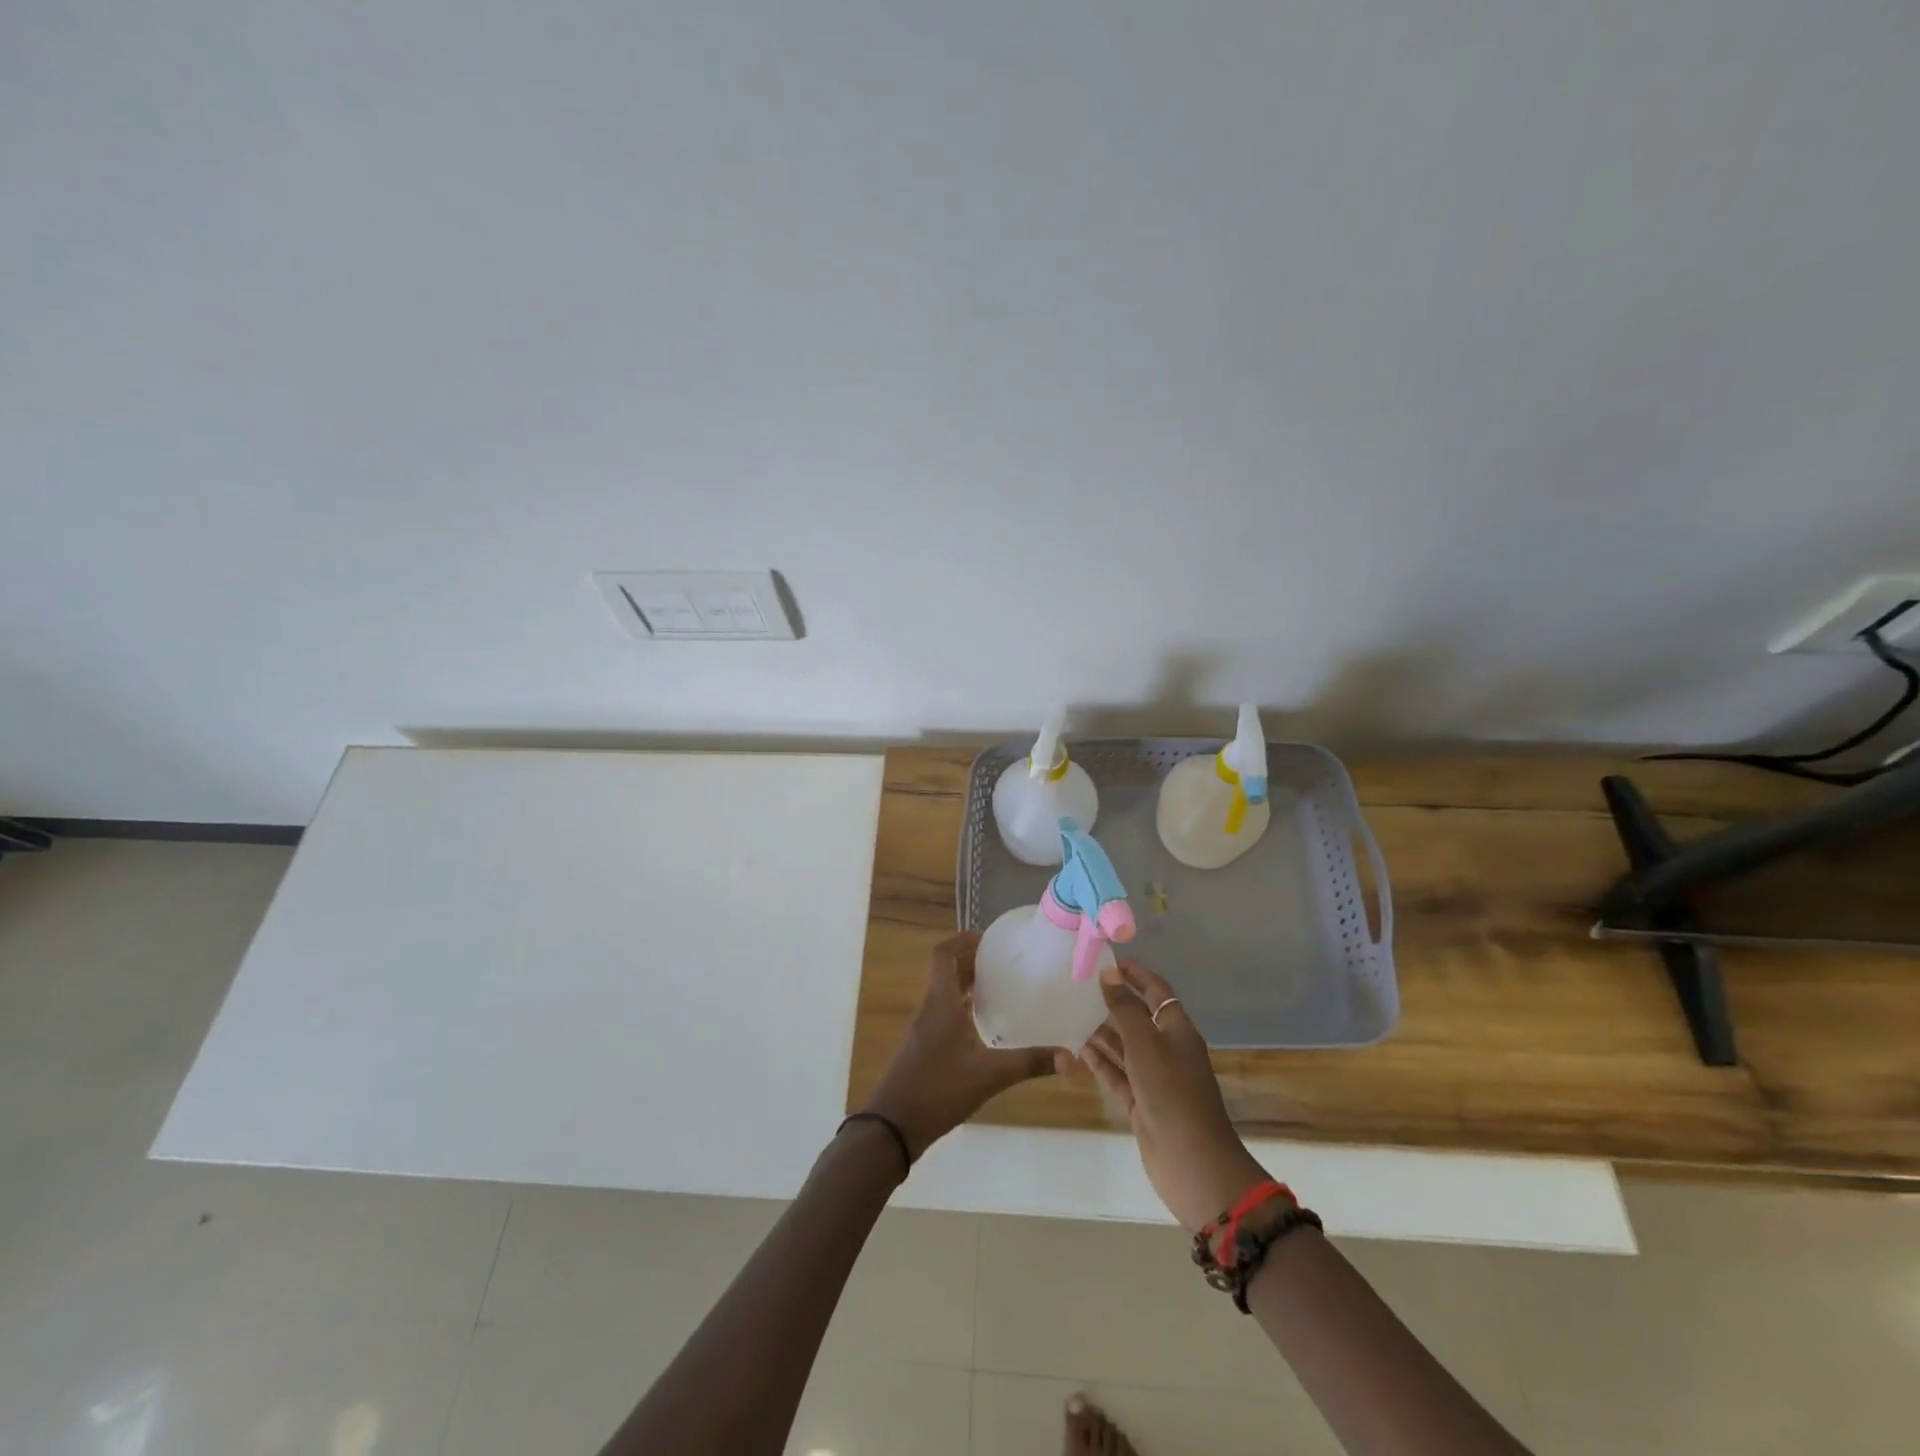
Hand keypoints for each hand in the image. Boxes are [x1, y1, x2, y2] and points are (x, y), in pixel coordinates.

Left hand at [861, 933, 1072, 1160]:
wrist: (892, 1126)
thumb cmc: (938, 1090)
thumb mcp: (989, 1076)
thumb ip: (1029, 1063)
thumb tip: (1071, 1058)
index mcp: (941, 1002)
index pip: (943, 954)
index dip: (963, 940)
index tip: (989, 939)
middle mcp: (930, 1008)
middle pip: (945, 970)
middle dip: (971, 960)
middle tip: (1003, 960)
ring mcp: (923, 1028)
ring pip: (944, 992)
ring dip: (966, 983)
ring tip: (998, 985)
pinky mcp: (923, 1047)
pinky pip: (943, 1011)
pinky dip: (961, 1006)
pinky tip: (982, 1023)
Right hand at [1082, 959, 1271, 1231]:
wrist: (1192, 1163)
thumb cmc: (1172, 1093)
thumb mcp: (1146, 1044)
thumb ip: (1125, 1009)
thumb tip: (1109, 973)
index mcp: (1177, 1030)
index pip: (1156, 991)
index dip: (1135, 974)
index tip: (1107, 959)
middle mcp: (1167, 1050)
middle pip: (1138, 1017)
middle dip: (1113, 1002)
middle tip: (1078, 987)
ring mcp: (1154, 1078)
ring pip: (1125, 1047)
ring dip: (1102, 1032)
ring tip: (1071, 1014)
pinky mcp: (1141, 1103)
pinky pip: (1117, 1074)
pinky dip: (1101, 1062)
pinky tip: (1078, 1050)